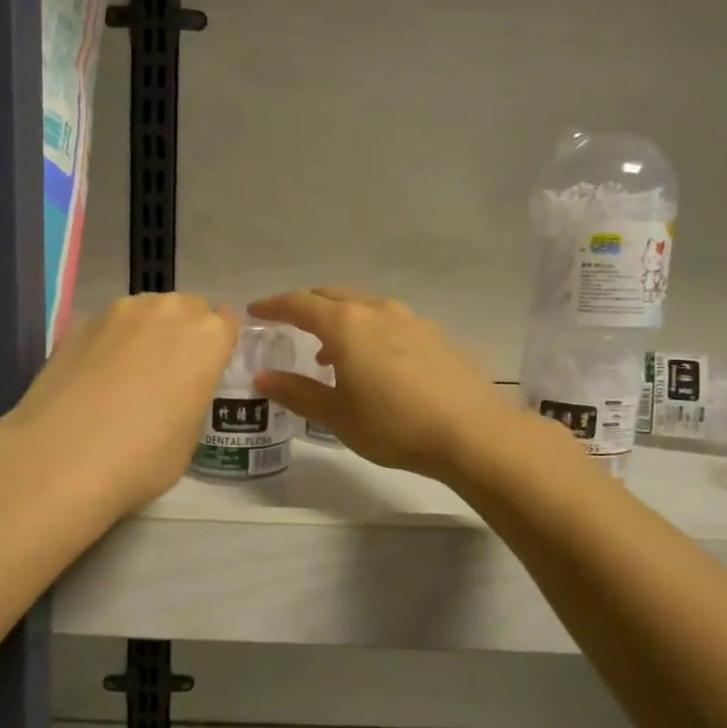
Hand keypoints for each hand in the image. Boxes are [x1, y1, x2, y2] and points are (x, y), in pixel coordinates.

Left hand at [0, 293, 238, 516]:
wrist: (62, 458)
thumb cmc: (144, 457)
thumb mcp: (190, 436)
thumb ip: (192, 396)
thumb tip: (176, 390)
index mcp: (207, 337)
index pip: (227, 323)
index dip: (218, 346)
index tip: (206, 370)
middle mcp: (168, 311)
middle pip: (188, 308)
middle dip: (184, 332)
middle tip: (170, 373)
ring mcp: (120, 311)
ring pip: (147, 311)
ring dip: (147, 332)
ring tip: (129, 374)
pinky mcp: (80, 322)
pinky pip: (109, 325)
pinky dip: (110, 343)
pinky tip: (95, 378)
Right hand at [248, 287, 514, 481]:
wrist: (471, 432)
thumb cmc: (393, 424)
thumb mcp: (337, 414)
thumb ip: (297, 391)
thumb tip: (262, 377)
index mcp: (346, 324)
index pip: (299, 304)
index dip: (273, 306)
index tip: (255, 311)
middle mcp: (377, 310)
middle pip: (332, 296)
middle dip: (306, 306)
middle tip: (289, 324)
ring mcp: (410, 319)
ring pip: (363, 306)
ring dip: (339, 320)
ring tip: (329, 352)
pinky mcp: (433, 335)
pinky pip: (388, 321)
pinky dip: (368, 330)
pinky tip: (372, 361)